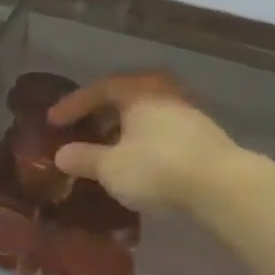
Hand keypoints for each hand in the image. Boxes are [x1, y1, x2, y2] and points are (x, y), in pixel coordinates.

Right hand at [49, 74, 236, 214]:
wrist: (221, 185)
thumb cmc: (157, 167)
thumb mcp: (111, 167)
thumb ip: (83, 158)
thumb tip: (61, 155)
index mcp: (137, 91)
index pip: (97, 89)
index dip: (72, 105)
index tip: (53, 122)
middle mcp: (163, 92)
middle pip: (124, 97)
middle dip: (100, 114)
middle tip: (80, 129)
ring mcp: (186, 111)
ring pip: (144, 114)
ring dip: (122, 128)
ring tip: (106, 148)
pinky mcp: (202, 134)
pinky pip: (160, 129)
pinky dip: (141, 139)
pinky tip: (135, 160)